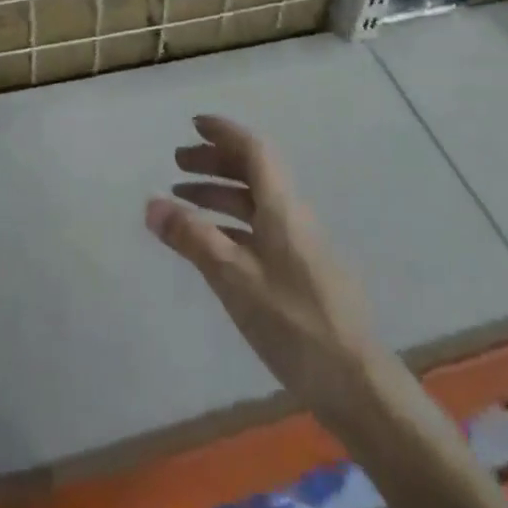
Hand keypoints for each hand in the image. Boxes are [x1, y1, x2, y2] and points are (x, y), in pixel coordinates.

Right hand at [145, 116, 376, 418]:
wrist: (356, 383)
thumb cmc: (293, 321)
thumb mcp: (233, 278)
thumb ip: (193, 238)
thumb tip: (152, 203)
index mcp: (281, 205)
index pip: (253, 149)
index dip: (224, 132)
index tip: (193, 124)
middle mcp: (291, 214)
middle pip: (253, 171)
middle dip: (215, 161)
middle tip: (177, 162)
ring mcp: (298, 243)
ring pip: (255, 201)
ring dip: (220, 193)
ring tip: (182, 200)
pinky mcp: (299, 271)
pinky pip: (259, 228)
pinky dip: (230, 224)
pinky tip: (210, 243)